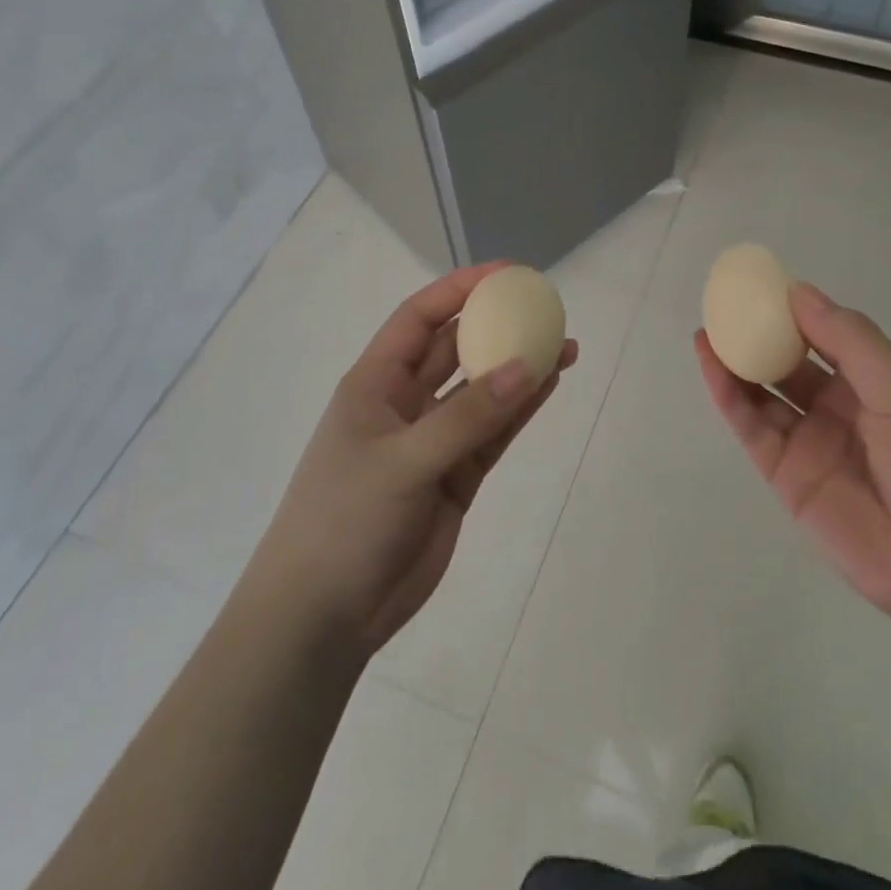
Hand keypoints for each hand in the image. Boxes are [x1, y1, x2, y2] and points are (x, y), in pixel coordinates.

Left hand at [252, 264, 576, 655]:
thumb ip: (468, 416)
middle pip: (456, 349)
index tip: (507, 274)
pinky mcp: (455, 478)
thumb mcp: (404, 461)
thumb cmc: (345, 521)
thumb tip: (528, 366)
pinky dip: (520, 411)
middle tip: (546, 310)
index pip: (420, 318)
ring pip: (482, 391)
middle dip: (497, 326)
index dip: (460, 290)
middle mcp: (405, 404)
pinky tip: (549, 385)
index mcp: (375, 384)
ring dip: (518, 368)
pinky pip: (493, 433)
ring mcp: (433, 441)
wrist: (325, 615)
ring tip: (565, 346)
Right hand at [696, 283, 890, 646]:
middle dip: (759, 335)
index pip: (827, 338)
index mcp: (877, 386)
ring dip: (736, 363)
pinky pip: (753, 429)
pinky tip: (712, 365)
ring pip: (764, 395)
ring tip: (708, 330)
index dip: (795, 312)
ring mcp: (812, 445)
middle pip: (790, 365)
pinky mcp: (787, 479)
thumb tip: (799, 292)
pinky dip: (730, 397)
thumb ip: (851, 343)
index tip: (763, 284)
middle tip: (725, 305)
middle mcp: (841, 411)